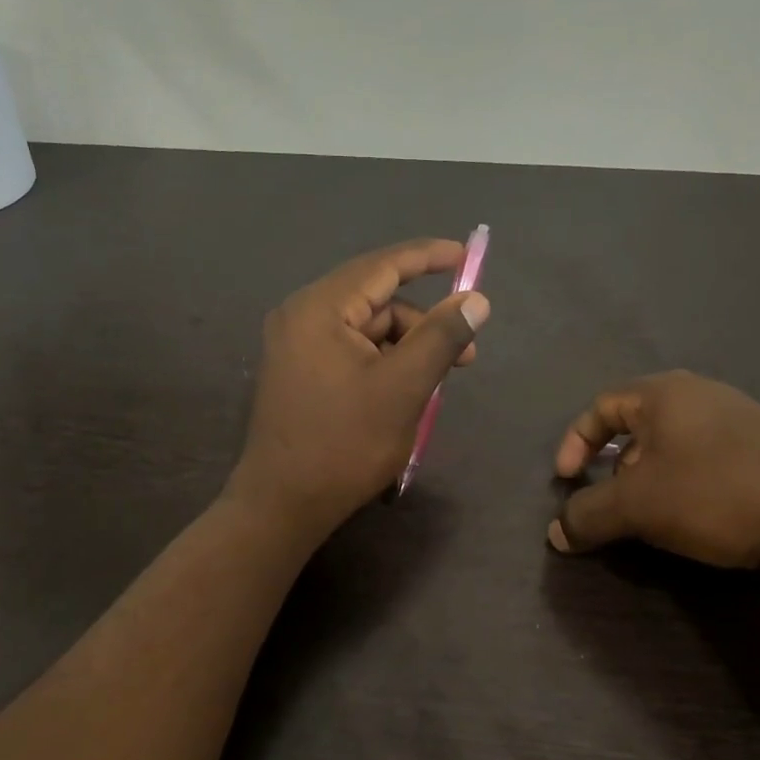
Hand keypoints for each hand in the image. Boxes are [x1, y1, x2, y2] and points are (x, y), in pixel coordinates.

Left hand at [229, 239, 490, 541]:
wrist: (283, 504)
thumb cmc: (344, 444)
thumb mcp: (403, 388)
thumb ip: (440, 337)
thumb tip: (476, 299)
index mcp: (319, 308)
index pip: (382, 266)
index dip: (428, 257)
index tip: (466, 256)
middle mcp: (300, 316)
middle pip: (376, 301)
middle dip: (423, 323)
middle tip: (465, 356)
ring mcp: (295, 346)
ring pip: (366, 330)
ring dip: (405, 348)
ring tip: (434, 385)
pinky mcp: (298, 373)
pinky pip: (349, 352)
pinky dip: (382, 364)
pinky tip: (404, 393)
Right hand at [548, 372, 759, 586]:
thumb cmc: (716, 494)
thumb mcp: (638, 507)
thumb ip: (587, 515)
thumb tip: (555, 532)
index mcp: (663, 394)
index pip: (600, 406)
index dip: (573, 443)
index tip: (566, 481)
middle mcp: (700, 394)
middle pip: (635, 425)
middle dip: (612, 467)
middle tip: (611, 502)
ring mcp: (740, 417)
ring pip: (671, 444)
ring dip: (648, 479)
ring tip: (651, 515)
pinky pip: (705, 457)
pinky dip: (684, 483)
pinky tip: (697, 515)